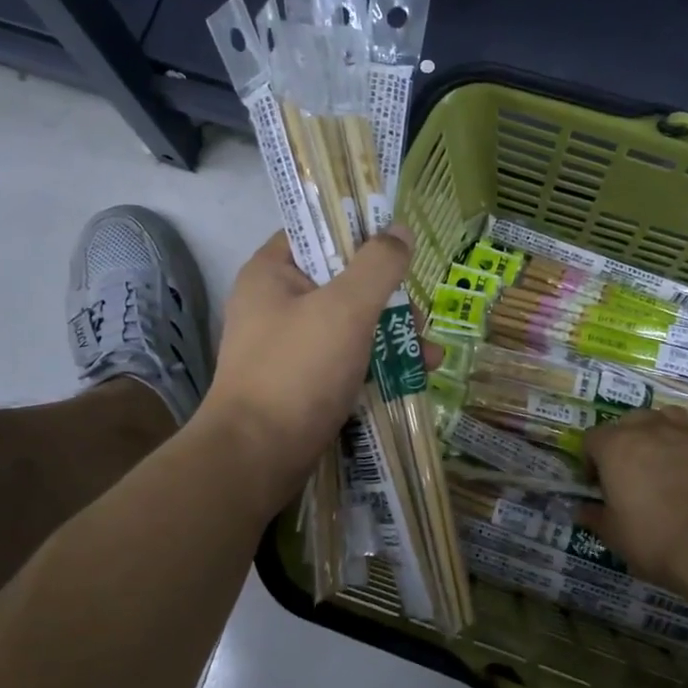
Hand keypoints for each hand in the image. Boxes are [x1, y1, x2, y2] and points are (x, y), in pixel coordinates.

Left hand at [197, 227, 433, 511]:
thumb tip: (400, 229)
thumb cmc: (298, 370)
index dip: (359, 233)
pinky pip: (346, 359)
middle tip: (417, 316)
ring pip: (350, 324)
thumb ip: (378, 265)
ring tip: (430, 354)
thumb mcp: (346, 309)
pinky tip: (414, 376)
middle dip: (388, 298)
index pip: (317, 232)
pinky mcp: (302, 382)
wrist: (257, 457)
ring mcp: (289, 346)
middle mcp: (277, 304)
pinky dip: (377, 364)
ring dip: (392, 335)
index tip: (399, 245)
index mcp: (272, 272)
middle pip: (342, 281)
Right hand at [580, 408, 687, 590]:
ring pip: (666, 417)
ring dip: (660, 432)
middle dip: (625, 441)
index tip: (598, 484)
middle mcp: (649, 429)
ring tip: (663, 459)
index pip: (592, 439)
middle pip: (629, 421)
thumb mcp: (613, 533)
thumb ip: (595, 517)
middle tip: (630, 471)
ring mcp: (686, 433)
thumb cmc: (652, 536)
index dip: (591, 460)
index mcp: (615, 446)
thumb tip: (583, 511)